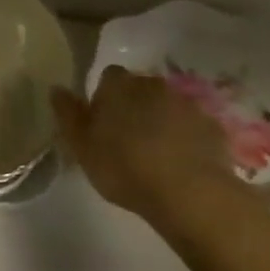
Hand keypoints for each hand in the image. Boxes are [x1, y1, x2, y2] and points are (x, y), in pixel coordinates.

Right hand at [53, 66, 261, 239]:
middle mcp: (152, 84)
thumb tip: (56, 88)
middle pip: (140, 89)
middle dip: (135, 108)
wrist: (188, 192)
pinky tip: (182, 166)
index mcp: (118, 85)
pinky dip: (187, 140)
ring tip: (157, 156)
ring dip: (161, 123)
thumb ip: (67, 114)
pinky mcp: (212, 127)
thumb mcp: (81, 145)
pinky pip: (193, 128)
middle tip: (128, 141)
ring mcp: (186, 104)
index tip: (103, 125)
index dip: (105, 98)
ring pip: (168, 107)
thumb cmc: (124, 166)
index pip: (108, 78)